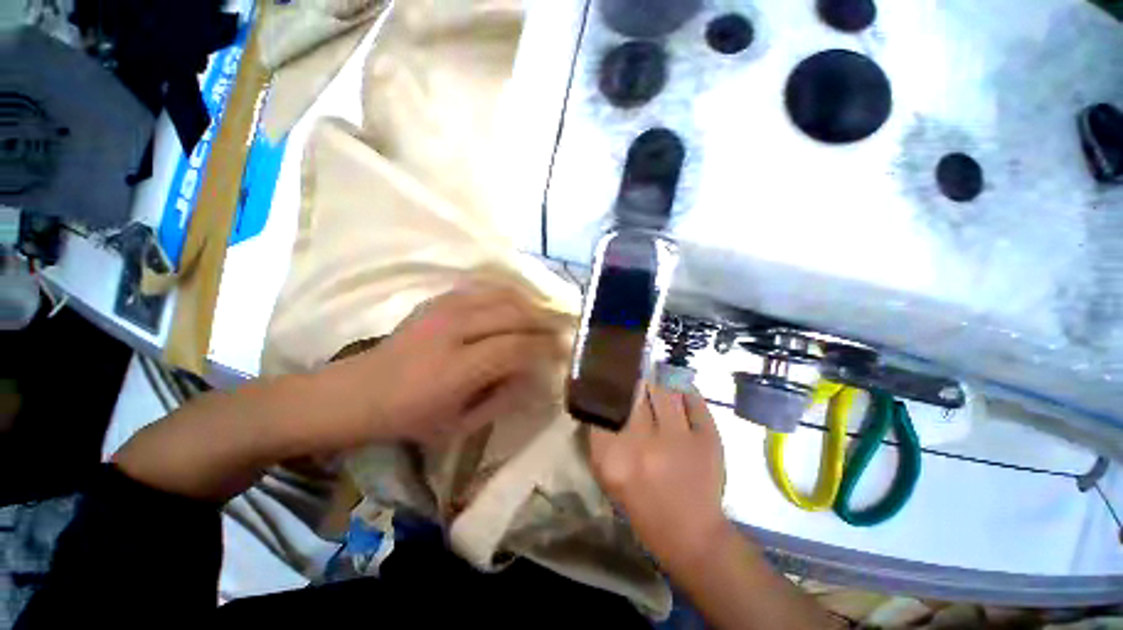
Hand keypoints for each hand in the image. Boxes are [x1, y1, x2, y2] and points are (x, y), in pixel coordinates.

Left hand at [330, 285, 569, 447]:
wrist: (358, 391)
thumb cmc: (410, 417)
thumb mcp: (460, 425)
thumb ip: (503, 398)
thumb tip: (535, 375)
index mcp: (455, 368)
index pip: (515, 348)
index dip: (543, 348)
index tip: (562, 352)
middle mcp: (452, 330)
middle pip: (514, 315)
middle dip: (543, 323)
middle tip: (560, 333)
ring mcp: (444, 308)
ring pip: (502, 296)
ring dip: (529, 306)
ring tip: (544, 319)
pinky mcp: (439, 299)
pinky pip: (485, 288)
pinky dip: (509, 295)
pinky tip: (518, 306)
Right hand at [590, 382, 729, 568]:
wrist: (691, 534)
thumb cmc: (642, 506)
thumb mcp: (609, 477)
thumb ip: (600, 439)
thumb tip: (603, 403)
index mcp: (613, 457)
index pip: (604, 408)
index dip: (608, 392)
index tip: (611, 384)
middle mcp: (643, 443)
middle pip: (634, 394)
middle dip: (634, 383)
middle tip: (635, 376)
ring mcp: (678, 439)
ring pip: (664, 391)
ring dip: (658, 383)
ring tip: (657, 377)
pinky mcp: (707, 438)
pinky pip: (694, 401)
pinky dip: (686, 391)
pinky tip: (680, 390)